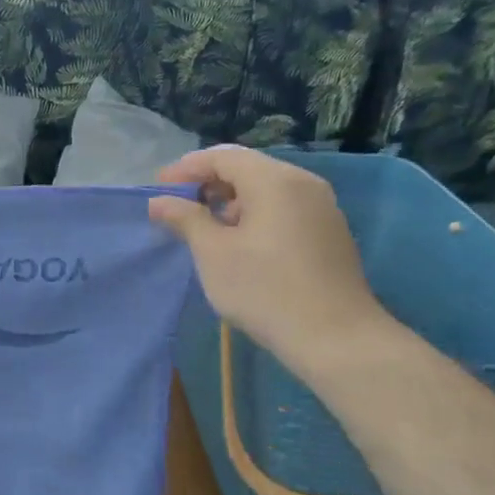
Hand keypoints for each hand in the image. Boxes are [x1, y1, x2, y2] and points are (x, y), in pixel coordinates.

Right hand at [148, 147, 393, 376]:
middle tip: (179, 208)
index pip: (223, 157)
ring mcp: (322, 208)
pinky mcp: (329, 232)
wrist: (334, 336)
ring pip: (267, 190)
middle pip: (248, 169)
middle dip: (209, 184)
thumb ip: (185, 219)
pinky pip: (284, 209)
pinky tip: (241, 245)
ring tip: (207, 230)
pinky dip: (256, 215)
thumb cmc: (264, 289)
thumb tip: (159, 201)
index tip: (159, 189)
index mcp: (275, 180)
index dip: (186, 169)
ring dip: (232, 202)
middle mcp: (303, 183)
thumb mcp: (213, 253)